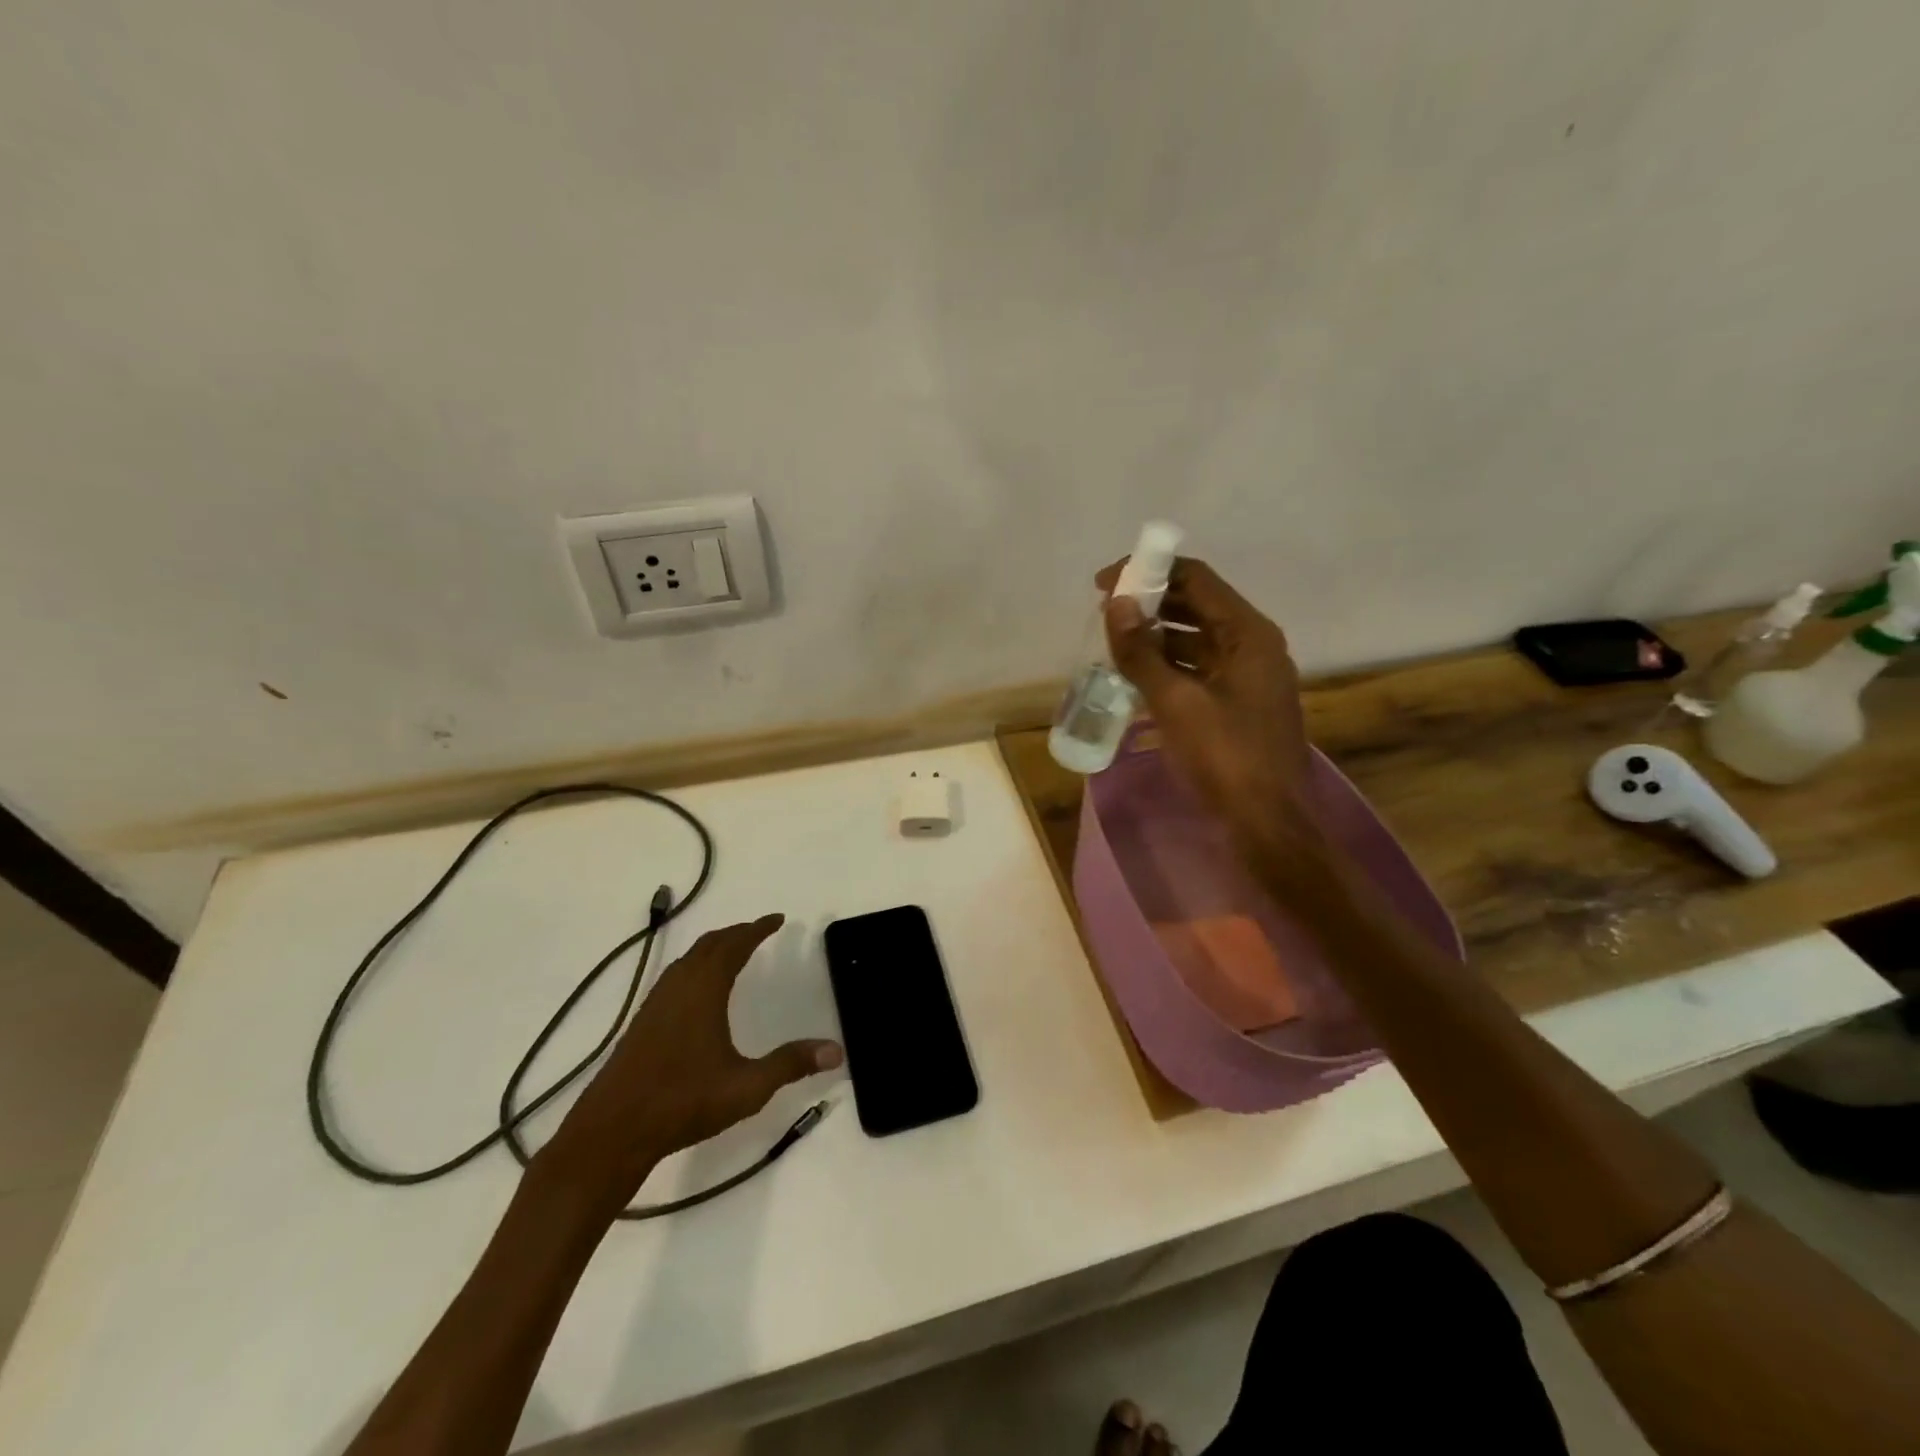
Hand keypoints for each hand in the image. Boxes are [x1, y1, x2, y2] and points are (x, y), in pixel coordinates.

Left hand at [539, 915, 841, 1208]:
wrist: (612, 1132)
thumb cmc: (684, 1101)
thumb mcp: (747, 1087)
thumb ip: (791, 1064)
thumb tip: (836, 1050)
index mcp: (704, 990)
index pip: (735, 945)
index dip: (758, 929)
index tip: (778, 919)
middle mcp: (678, 987)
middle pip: (709, 945)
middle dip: (736, 933)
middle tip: (759, 932)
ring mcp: (655, 1004)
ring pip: (688, 959)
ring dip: (713, 948)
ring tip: (733, 953)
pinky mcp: (642, 1022)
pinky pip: (675, 976)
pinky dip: (696, 967)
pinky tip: (699, 992)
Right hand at [1097, 557, 1319, 860]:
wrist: (1268, 823)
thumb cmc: (1225, 757)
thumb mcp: (1175, 702)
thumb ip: (1141, 652)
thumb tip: (1116, 603)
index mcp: (1248, 634)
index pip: (1197, 579)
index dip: (1150, 572)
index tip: (1105, 584)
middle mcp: (1253, 645)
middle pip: (1197, 606)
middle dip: (1150, 605)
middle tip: (1105, 614)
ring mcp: (1248, 676)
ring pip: (1196, 640)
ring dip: (1156, 638)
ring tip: (1113, 646)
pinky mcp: (1239, 704)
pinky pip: (1199, 670)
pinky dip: (1168, 668)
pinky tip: (1136, 680)